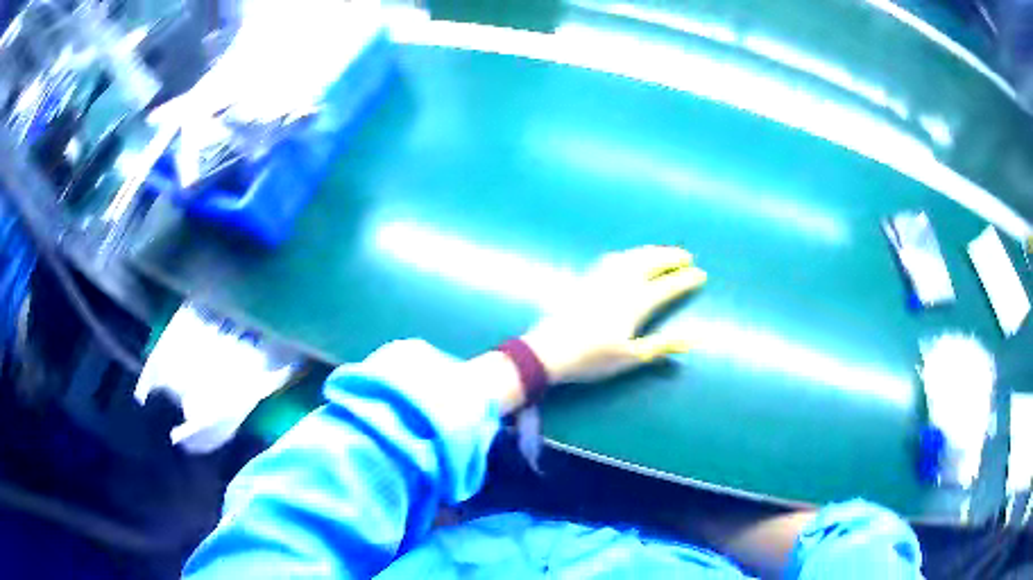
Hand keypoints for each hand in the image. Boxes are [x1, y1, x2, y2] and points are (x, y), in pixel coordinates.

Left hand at [522, 246, 705, 384]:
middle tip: (686, 256)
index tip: (700, 274)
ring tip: (664, 252)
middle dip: (671, 256)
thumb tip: (696, 339)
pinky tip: (629, 257)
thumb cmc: (592, 358)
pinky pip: (612, 258)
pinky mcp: (586, 279)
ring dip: (651, 251)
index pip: (667, 286)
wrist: (549, 350)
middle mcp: (621, 284)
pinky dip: (629, 254)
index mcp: (635, 303)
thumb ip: (664, 345)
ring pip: (632, 257)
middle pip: (650, 262)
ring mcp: (602, 278)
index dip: (685, 280)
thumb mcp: (631, 357)